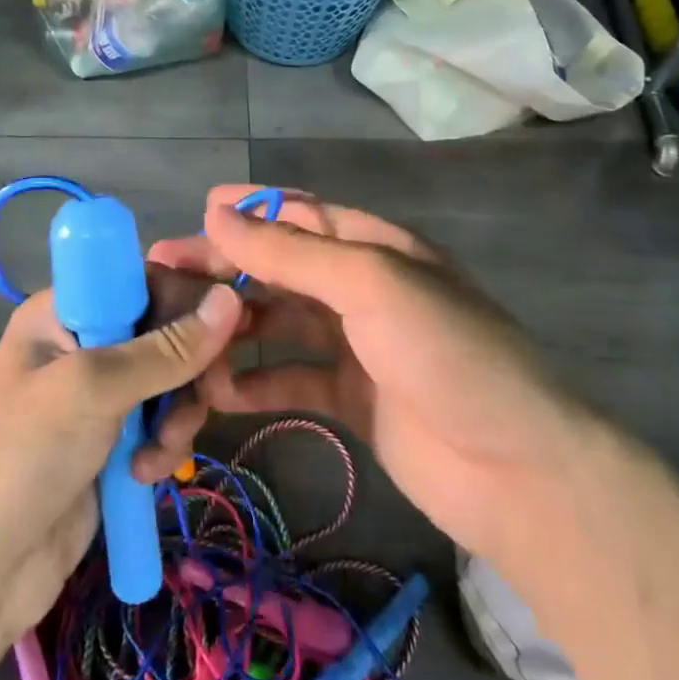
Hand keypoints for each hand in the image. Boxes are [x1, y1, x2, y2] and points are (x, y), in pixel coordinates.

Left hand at [0, 269, 241, 639]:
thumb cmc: (23, 456)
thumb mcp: (92, 389)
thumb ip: (165, 348)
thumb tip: (231, 299)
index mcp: (65, 311)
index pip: (142, 279)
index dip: (187, 297)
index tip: (228, 327)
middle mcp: (84, 342)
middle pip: (165, 330)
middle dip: (189, 367)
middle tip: (210, 395)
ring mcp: (99, 394)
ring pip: (171, 380)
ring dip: (178, 414)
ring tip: (160, 452)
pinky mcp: (113, 439)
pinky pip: (162, 423)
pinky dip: (164, 445)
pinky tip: (146, 474)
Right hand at [149, 186, 580, 563]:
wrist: (516, 469)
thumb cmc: (445, 353)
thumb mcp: (369, 283)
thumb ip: (291, 251)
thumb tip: (216, 211)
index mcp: (374, 247)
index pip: (300, 214)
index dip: (249, 210)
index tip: (195, 211)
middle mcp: (363, 289)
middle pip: (281, 269)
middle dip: (226, 270)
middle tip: (162, 275)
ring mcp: (358, 346)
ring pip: (281, 324)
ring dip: (235, 328)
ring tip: (181, 337)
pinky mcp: (353, 399)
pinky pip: (292, 379)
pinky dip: (257, 381)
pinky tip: (218, 390)